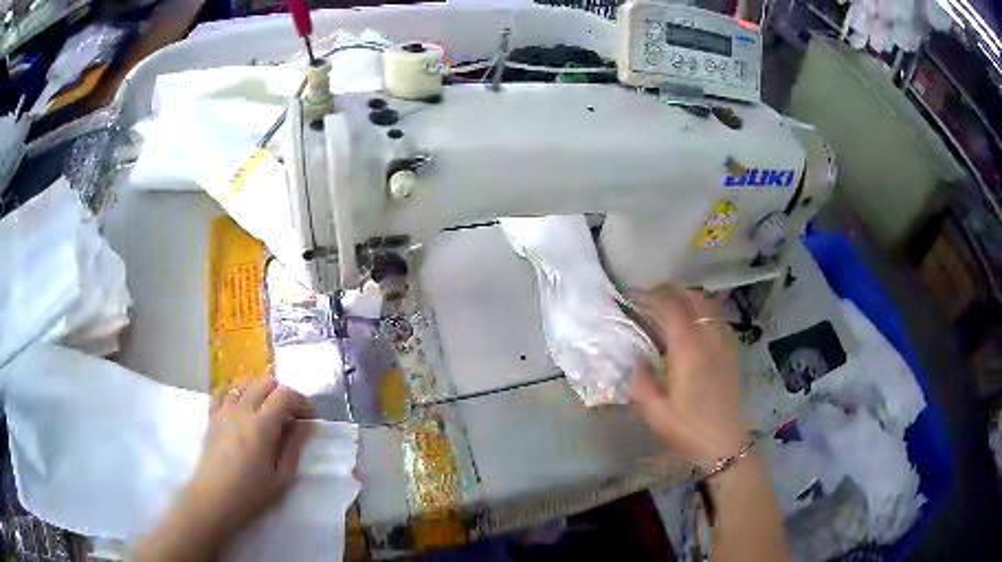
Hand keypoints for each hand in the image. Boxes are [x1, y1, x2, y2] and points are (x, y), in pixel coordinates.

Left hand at [184, 378, 314, 537]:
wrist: (214, 498)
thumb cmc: (251, 493)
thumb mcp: (281, 476)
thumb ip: (294, 446)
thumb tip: (308, 424)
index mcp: (262, 426)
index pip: (284, 394)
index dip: (300, 400)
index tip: (308, 417)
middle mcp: (242, 410)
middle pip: (265, 383)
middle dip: (282, 395)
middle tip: (290, 416)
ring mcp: (224, 410)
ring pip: (245, 383)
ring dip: (260, 392)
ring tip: (266, 411)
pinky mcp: (212, 415)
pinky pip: (224, 391)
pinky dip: (236, 392)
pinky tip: (241, 406)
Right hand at [631, 286, 750, 469]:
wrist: (724, 444)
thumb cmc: (688, 429)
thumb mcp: (655, 412)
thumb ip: (642, 382)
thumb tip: (637, 360)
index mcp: (688, 351)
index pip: (671, 309)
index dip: (652, 297)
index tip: (635, 297)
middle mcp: (708, 340)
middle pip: (695, 299)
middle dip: (674, 290)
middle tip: (654, 293)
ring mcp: (724, 345)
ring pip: (710, 307)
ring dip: (692, 298)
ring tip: (675, 303)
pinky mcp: (733, 354)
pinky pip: (720, 321)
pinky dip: (707, 313)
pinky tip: (699, 325)